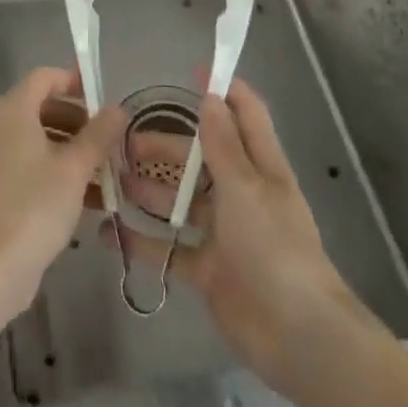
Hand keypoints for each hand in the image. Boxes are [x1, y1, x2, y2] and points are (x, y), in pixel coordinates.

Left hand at [0, 66, 124, 319]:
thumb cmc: (35, 206)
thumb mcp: (75, 169)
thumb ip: (99, 135)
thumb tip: (118, 108)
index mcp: (11, 111)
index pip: (43, 78)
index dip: (73, 82)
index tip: (101, 101)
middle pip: (38, 109)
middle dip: (75, 122)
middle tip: (105, 144)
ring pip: (31, 142)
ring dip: (65, 152)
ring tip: (99, 178)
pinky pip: (19, 167)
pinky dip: (46, 173)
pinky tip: (76, 202)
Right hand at [113, 78, 377, 397]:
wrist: (297, 335)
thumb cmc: (274, 247)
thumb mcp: (246, 186)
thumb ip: (223, 142)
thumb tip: (210, 95)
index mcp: (260, 168)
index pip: (246, 115)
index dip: (224, 90)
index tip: (193, 71)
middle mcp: (242, 195)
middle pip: (201, 158)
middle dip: (167, 146)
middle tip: (126, 141)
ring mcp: (224, 234)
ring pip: (182, 202)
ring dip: (151, 191)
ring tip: (114, 182)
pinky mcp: (209, 269)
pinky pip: (170, 249)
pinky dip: (143, 242)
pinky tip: (111, 233)